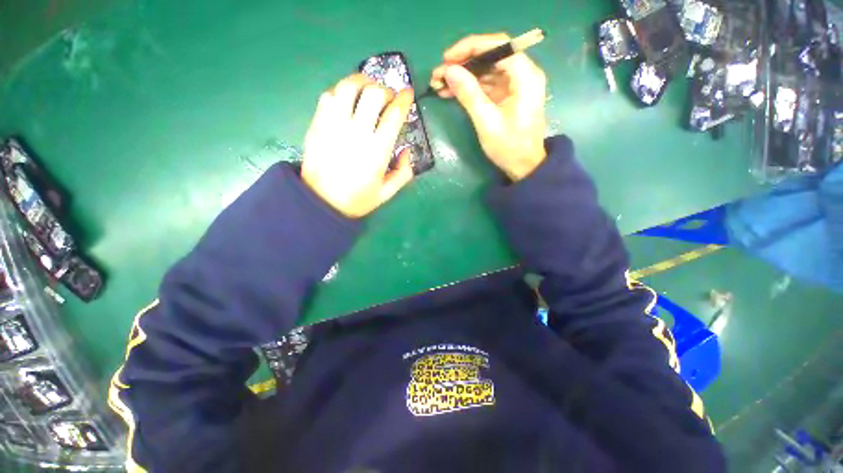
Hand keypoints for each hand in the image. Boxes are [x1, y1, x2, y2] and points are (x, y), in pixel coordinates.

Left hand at [301, 73, 414, 217]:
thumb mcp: (387, 193)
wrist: (321, 203)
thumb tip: (406, 151)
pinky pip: (329, 95)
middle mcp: (356, 132)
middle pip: (374, 93)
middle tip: (388, 98)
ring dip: (362, 82)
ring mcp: (334, 125)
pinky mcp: (317, 124)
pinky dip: (341, 91)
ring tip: (367, 89)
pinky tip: (347, 100)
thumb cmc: (357, 200)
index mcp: (377, 150)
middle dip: (386, 90)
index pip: (394, 114)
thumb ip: (403, 173)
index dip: (404, 99)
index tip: (408, 94)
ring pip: (348, 87)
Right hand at [431, 33, 547, 180]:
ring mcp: (515, 85)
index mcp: (525, 76)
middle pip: (491, 56)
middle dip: (463, 63)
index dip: (470, 48)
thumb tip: (448, 71)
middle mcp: (523, 74)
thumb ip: (469, 94)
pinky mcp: (508, 96)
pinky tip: (451, 92)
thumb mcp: (486, 122)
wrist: (524, 167)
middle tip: (439, 74)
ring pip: (486, 71)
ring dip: (463, 76)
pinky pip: (487, 85)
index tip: (447, 58)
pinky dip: (469, 87)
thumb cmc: (509, 147)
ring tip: (439, 84)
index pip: (498, 46)